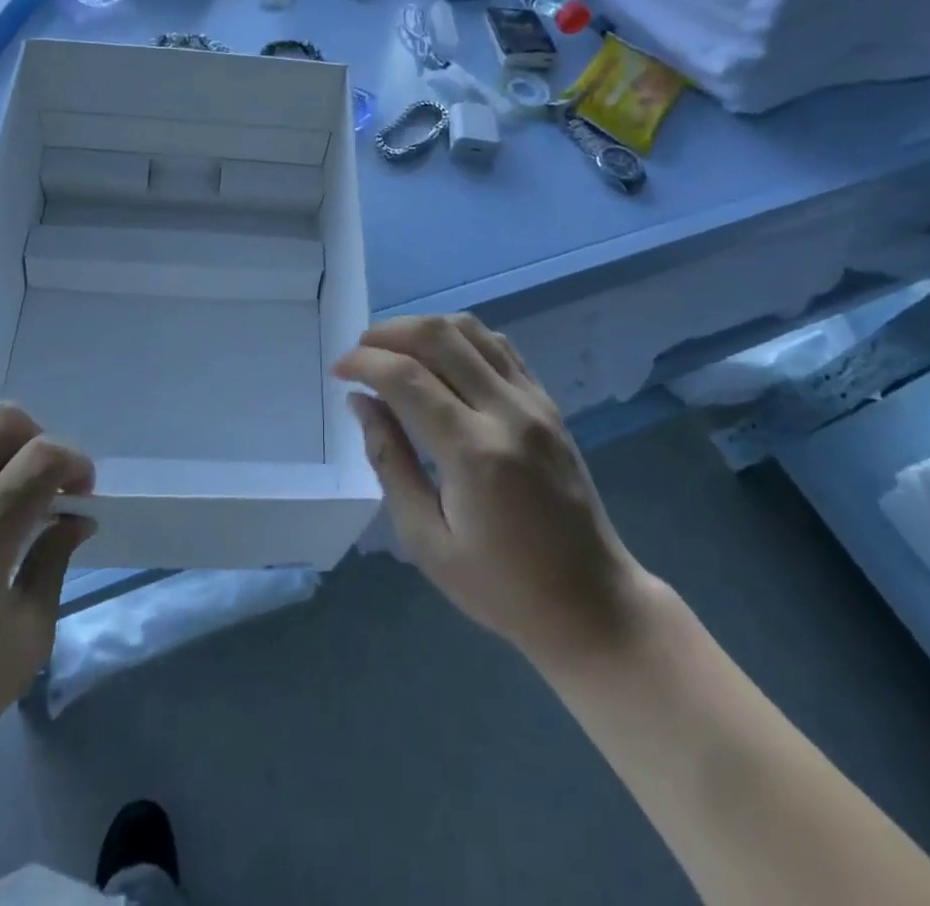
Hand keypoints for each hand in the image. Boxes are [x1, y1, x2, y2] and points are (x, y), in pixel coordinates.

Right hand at [335, 315, 661, 672]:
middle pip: (439, 337)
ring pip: (471, 330)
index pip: (407, 378)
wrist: (591, 603)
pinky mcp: (549, 403)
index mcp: (474, 452)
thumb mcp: (426, 540)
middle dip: (389, 333)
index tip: (338, 370)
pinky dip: (461, 337)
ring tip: (392, 348)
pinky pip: (500, 346)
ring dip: (424, 327)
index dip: (364, 364)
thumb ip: (389, 462)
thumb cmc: (500, 587)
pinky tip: (439, 355)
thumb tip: (360, 403)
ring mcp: (534, 402)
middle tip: (359, 352)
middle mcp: (507, 412)